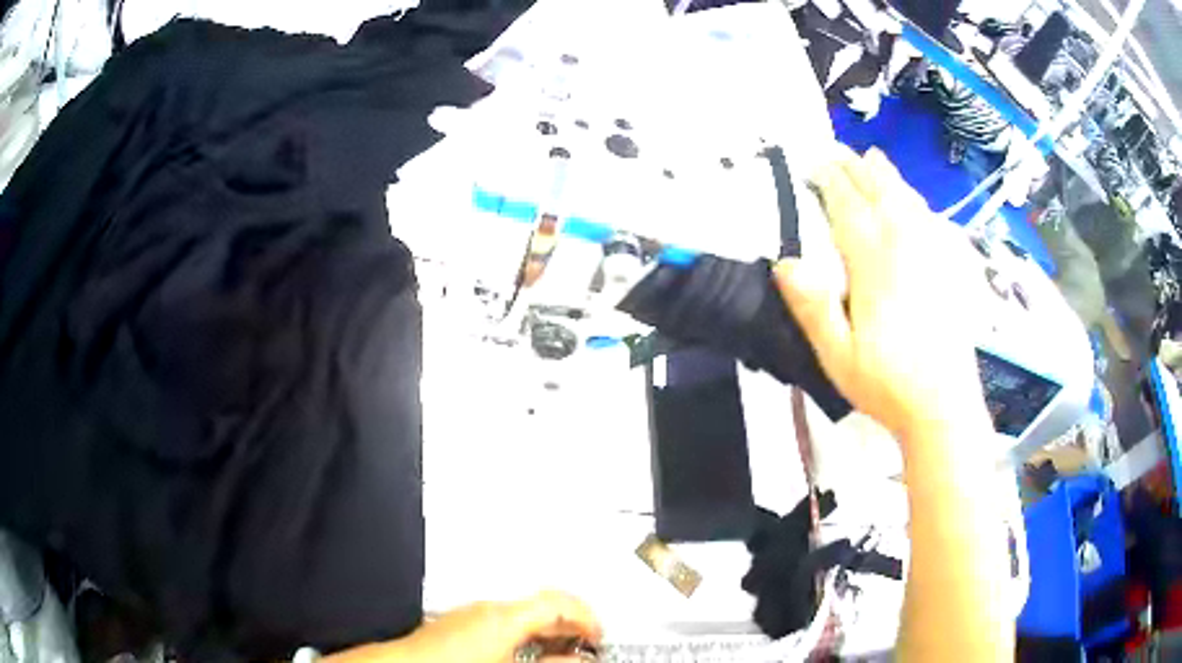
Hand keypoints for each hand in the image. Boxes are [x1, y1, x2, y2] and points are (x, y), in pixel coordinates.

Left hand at [326, 591, 601, 662]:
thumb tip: (580, 659)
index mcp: (504, 617)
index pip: (561, 602)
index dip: (588, 618)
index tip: (600, 636)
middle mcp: (487, 608)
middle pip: (543, 603)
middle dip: (570, 624)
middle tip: (586, 644)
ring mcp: (470, 614)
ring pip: (523, 612)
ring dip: (547, 630)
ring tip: (560, 654)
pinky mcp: (458, 623)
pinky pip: (503, 620)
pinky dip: (524, 634)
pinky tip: (525, 654)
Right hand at [775, 148, 990, 440]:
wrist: (944, 406)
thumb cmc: (887, 384)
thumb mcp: (838, 357)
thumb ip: (813, 307)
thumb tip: (785, 262)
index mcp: (875, 265)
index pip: (848, 209)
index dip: (831, 182)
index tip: (815, 163)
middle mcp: (906, 248)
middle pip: (880, 194)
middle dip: (857, 169)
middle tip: (839, 150)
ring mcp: (932, 255)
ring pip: (908, 201)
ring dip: (888, 176)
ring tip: (874, 159)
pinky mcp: (949, 268)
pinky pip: (931, 220)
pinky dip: (917, 201)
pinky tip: (914, 200)